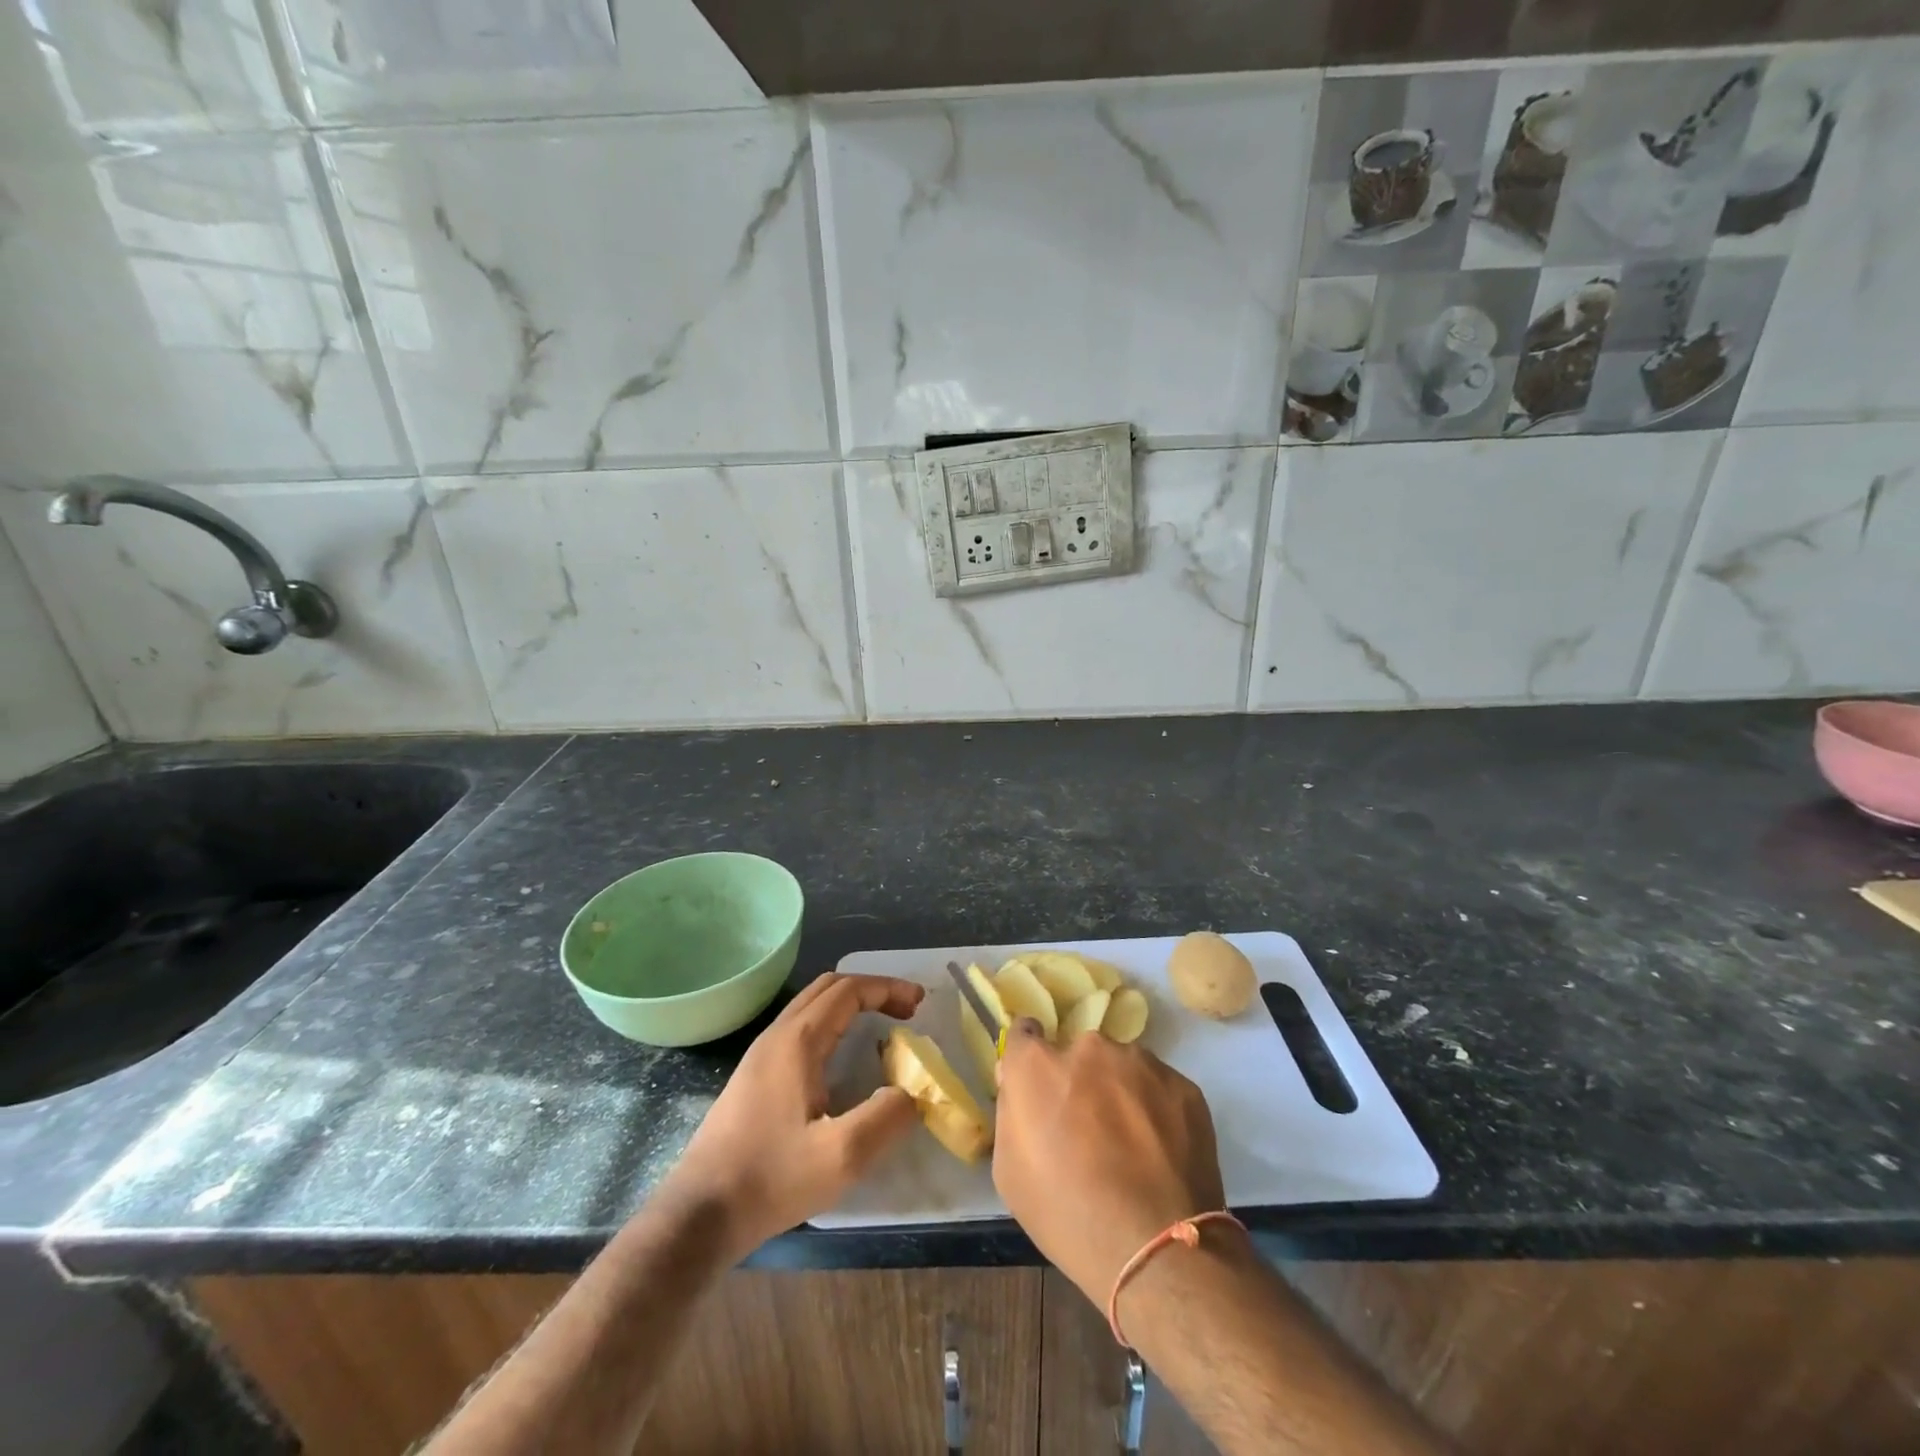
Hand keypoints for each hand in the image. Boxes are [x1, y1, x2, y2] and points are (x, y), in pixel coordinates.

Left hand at [661, 973, 924, 1257]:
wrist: (699, 1214)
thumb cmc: (771, 1179)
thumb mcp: (841, 1157)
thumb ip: (886, 1118)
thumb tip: (913, 1092)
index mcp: (798, 1041)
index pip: (849, 990)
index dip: (887, 988)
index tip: (919, 1002)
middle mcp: (777, 1035)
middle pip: (828, 987)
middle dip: (872, 990)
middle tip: (905, 1011)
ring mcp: (760, 1054)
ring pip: (811, 1006)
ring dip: (850, 1005)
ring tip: (881, 1027)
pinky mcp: (753, 1076)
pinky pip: (800, 1028)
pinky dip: (832, 1023)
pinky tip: (843, 1059)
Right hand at [992, 1019, 1226, 1304]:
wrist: (1157, 1249)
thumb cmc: (1067, 1215)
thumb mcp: (1010, 1170)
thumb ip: (1011, 1111)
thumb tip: (1019, 1082)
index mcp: (1039, 1064)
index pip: (1025, 1034)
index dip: (1029, 1058)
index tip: (1038, 1085)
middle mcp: (1089, 1048)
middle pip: (1078, 1054)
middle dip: (1079, 1081)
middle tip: (1089, 1129)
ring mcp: (1141, 1063)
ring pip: (1122, 1068)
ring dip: (1119, 1092)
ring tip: (1131, 1146)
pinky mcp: (1183, 1085)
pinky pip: (1158, 1088)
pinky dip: (1156, 1110)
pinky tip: (1160, 1154)